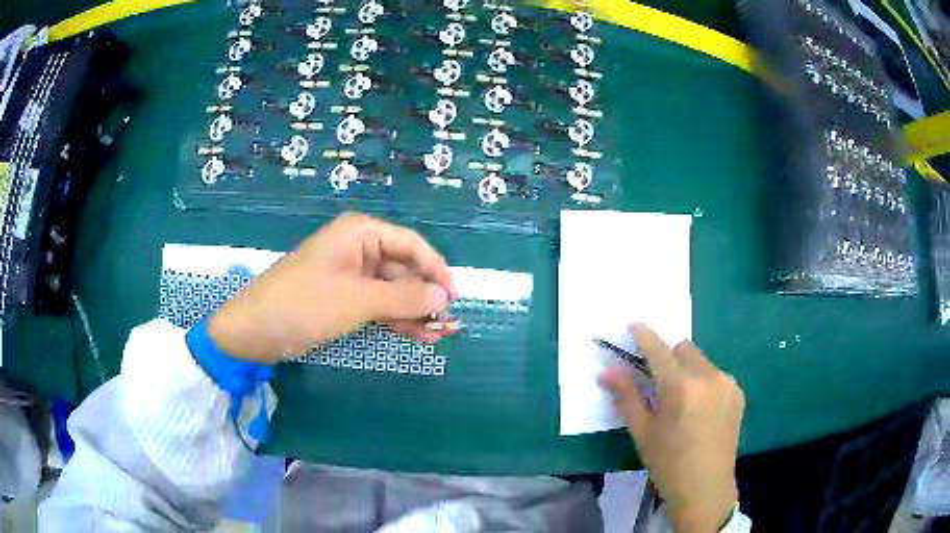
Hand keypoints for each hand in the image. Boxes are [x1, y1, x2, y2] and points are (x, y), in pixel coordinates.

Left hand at [208, 213, 455, 363]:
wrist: (253, 331)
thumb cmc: (303, 305)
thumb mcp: (357, 301)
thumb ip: (404, 298)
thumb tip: (444, 298)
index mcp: (360, 233)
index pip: (412, 245)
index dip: (436, 270)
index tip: (455, 299)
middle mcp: (358, 248)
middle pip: (404, 268)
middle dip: (426, 297)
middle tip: (449, 326)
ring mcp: (349, 274)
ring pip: (392, 290)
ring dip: (414, 312)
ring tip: (439, 336)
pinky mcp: (342, 297)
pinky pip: (377, 304)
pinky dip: (396, 319)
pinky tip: (418, 336)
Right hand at [599, 323, 744, 532]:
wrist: (706, 488)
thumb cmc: (668, 464)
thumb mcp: (643, 433)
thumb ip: (626, 397)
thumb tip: (606, 371)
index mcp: (681, 387)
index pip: (659, 350)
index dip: (644, 335)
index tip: (633, 326)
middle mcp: (708, 377)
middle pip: (683, 349)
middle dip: (668, 356)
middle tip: (656, 379)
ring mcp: (727, 383)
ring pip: (700, 361)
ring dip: (686, 369)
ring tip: (680, 400)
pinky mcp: (737, 393)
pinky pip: (715, 374)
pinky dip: (702, 381)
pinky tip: (698, 408)